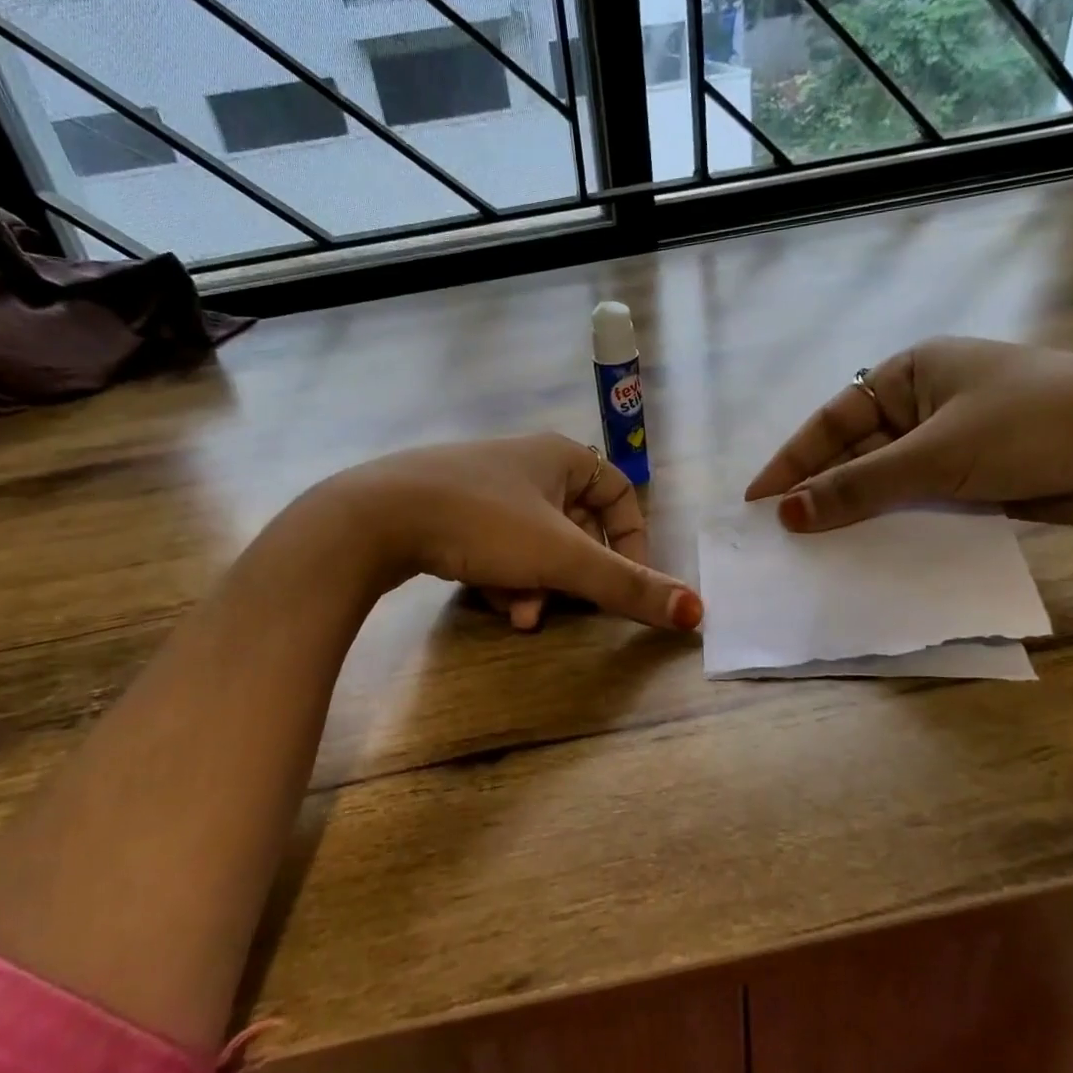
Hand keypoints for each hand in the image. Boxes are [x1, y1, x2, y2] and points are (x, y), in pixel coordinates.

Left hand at [326, 434, 702, 631]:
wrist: (376, 517)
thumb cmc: (483, 522)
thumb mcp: (561, 557)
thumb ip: (627, 586)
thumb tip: (696, 612)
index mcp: (559, 456)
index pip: (619, 491)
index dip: (632, 537)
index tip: (625, 579)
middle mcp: (525, 464)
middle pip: (574, 526)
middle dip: (573, 575)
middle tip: (565, 608)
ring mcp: (483, 486)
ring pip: (533, 543)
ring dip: (535, 584)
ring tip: (518, 615)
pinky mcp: (448, 510)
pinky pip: (495, 547)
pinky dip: (500, 577)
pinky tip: (488, 601)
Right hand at [745, 337, 1072, 532]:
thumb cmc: (1034, 424)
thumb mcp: (937, 452)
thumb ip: (860, 486)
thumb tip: (788, 514)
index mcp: (911, 374)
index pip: (833, 420)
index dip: (793, 461)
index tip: (758, 500)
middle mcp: (926, 405)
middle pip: (857, 454)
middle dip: (822, 492)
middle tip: (781, 534)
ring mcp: (952, 445)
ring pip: (888, 485)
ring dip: (857, 515)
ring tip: (814, 552)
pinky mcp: (977, 483)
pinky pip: (920, 507)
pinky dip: (895, 528)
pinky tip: (867, 556)